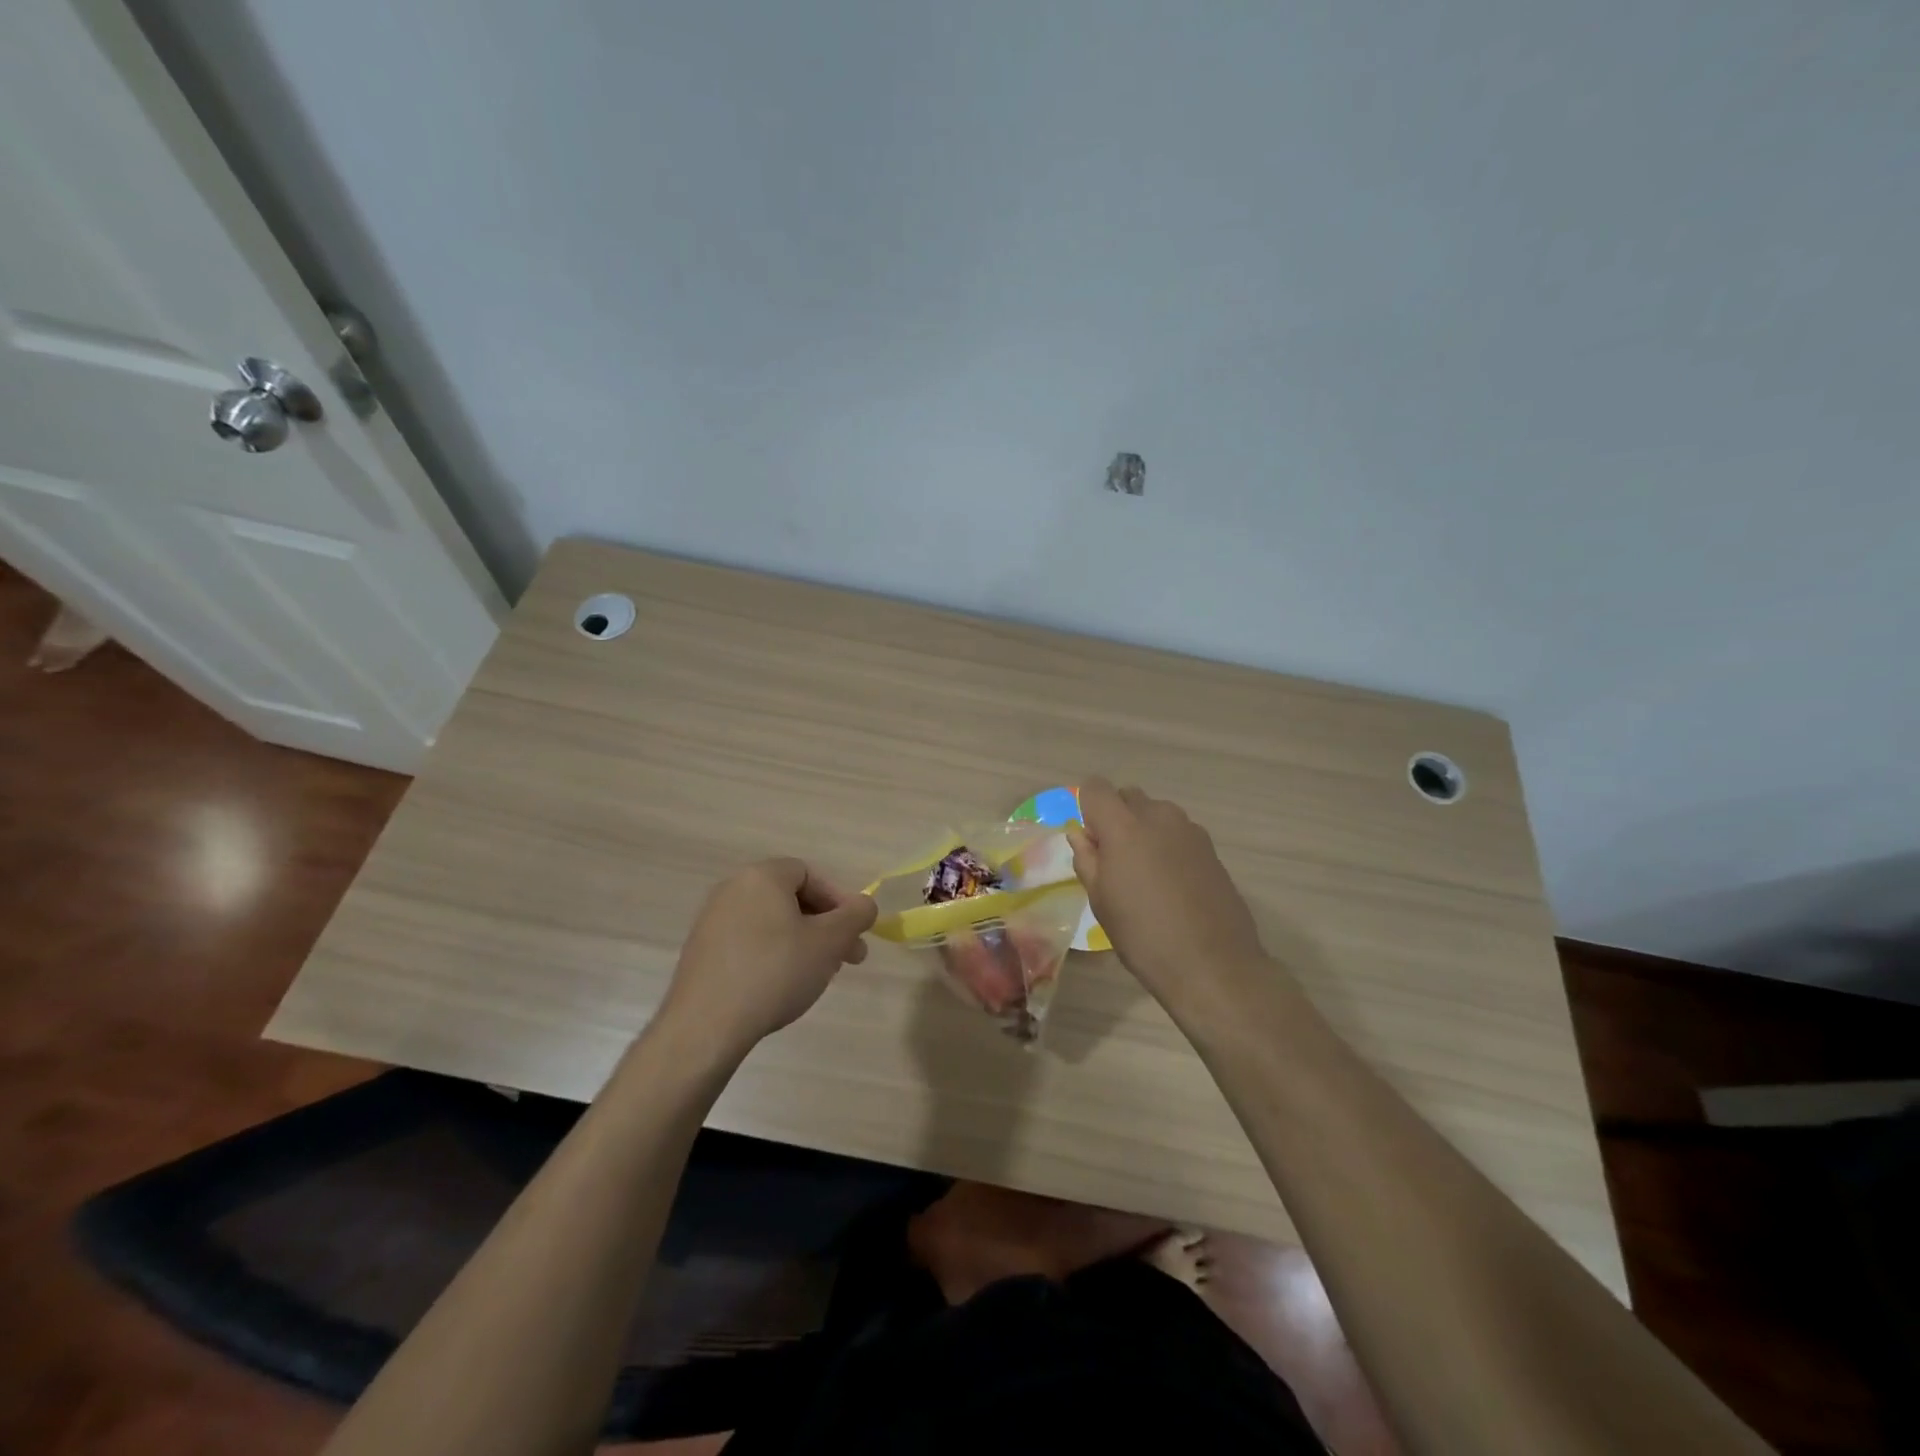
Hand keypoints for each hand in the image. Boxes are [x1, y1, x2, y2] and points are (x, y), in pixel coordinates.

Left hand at [657, 858, 877, 1058]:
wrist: (706, 1026)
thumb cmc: (775, 972)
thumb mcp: (829, 942)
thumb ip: (855, 916)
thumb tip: (864, 905)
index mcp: (761, 876)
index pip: (810, 874)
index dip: (839, 900)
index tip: (854, 933)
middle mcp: (732, 889)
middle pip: (791, 899)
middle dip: (825, 926)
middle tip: (847, 959)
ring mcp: (712, 921)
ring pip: (772, 922)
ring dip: (803, 942)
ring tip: (819, 975)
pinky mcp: (701, 952)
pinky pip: (749, 942)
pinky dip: (773, 955)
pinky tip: (783, 986)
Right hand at [1068, 777, 1275, 1019]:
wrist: (1213, 965)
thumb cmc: (1143, 936)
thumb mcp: (1101, 902)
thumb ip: (1087, 859)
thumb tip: (1081, 834)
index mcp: (1124, 826)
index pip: (1096, 788)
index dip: (1087, 808)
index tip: (1090, 840)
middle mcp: (1158, 816)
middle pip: (1128, 796)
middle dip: (1116, 817)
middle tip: (1114, 860)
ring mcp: (1190, 830)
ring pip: (1156, 814)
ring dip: (1144, 830)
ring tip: (1145, 875)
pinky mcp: (1211, 848)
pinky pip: (1178, 833)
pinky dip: (1168, 845)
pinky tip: (1172, 885)